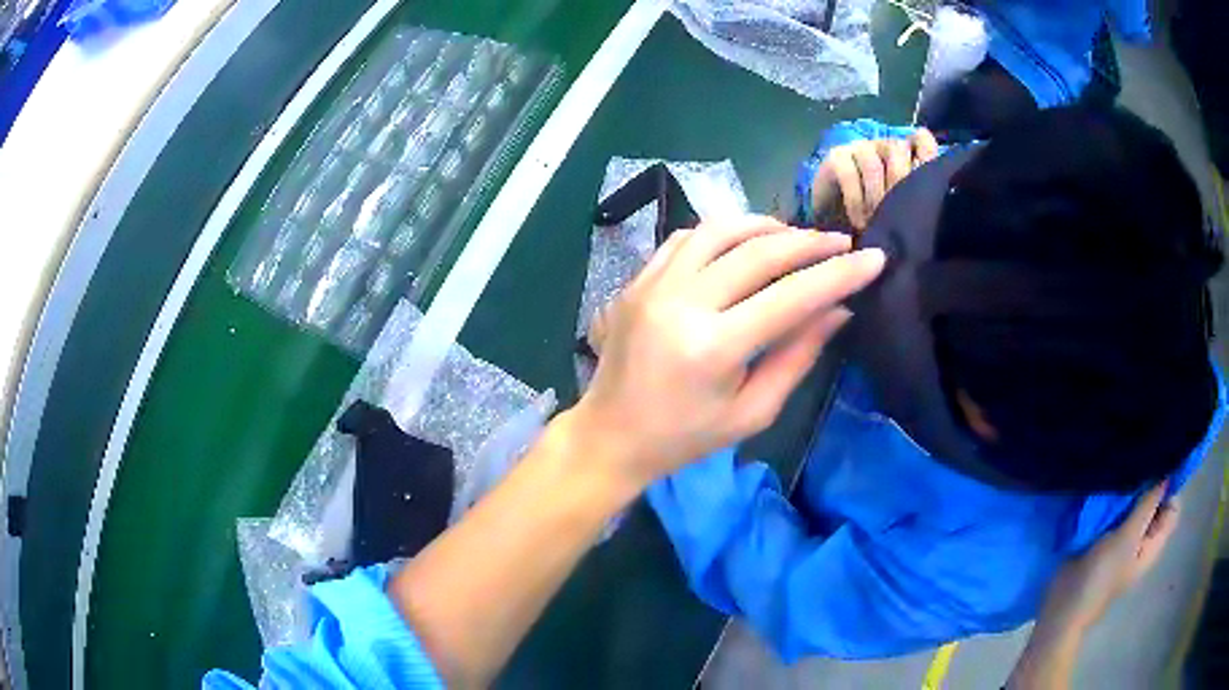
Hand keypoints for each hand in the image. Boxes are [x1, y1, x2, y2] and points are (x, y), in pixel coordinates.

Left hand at [572, 215, 884, 487]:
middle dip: (809, 242)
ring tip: (796, 237)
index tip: (874, 258)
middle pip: (758, 252)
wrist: (610, 434)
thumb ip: (798, 357)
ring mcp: (652, 286)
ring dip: (765, 226)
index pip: (791, 297)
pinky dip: (723, 232)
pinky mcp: (637, 280)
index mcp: (713, 348)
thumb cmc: (685, 438)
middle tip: (840, 242)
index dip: (839, 274)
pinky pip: (686, 238)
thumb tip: (839, 310)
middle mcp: (681, 304)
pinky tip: (745, 242)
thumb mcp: (752, 412)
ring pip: (719, 230)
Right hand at [812, 129, 938, 230]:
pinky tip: (860, 222)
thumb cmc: (879, 222)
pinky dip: (856, 201)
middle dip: (899, 189)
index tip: (929, 185)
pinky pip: (849, 174)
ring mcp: (860, 148)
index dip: (927, 155)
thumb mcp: (906, 216)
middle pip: (898, 151)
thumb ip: (922, 204)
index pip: (923, 140)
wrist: (836, 225)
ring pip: (874, 165)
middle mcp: (886, 146)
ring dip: (876, 199)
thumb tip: (941, 207)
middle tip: (898, 220)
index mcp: (909, 157)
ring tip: (876, 225)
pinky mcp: (837, 156)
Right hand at [1007, 484, 1178, 688]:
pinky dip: (1115, 499)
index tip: (1158, 465)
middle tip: (1138, 463)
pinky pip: (1117, 511)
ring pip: (1136, 505)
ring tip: (1122, 470)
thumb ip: (1147, 505)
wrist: (1062, 607)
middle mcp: (1143, 539)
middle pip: (1155, 503)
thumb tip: (1166, 471)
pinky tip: (1107, 487)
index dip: (1170, 485)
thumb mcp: (1127, 539)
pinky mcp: (1105, 537)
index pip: (1173, 506)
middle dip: (1149, 483)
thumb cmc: (1100, 577)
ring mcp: (1124, 539)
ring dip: (1131, 490)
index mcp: (1153, 543)